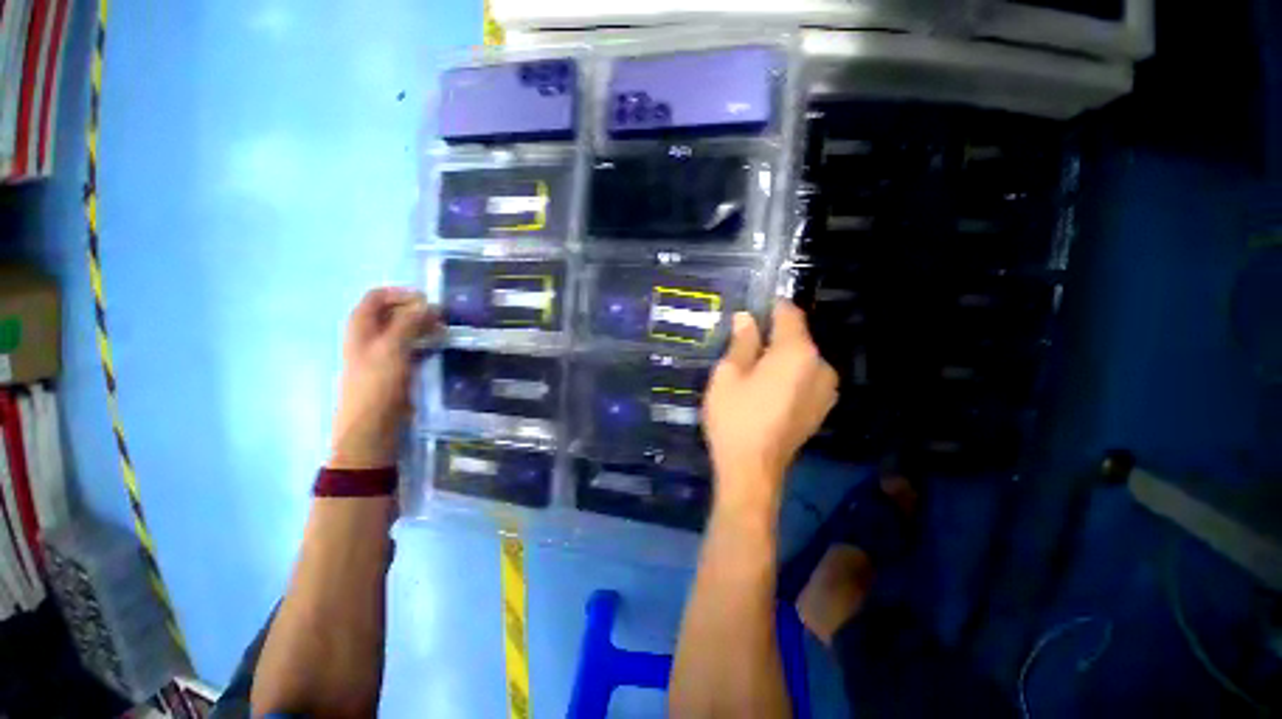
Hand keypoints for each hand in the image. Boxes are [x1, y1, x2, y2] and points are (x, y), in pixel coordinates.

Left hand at [329, 288, 438, 468]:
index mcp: (360, 327)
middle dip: (416, 310)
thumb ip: (409, 322)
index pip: (377, 297)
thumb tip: (428, 303)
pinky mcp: (395, 369)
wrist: (372, 426)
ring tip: (444, 331)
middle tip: (442, 317)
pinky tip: (439, 347)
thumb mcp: (392, 348)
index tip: (428, 300)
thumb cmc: (377, 384)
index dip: (401, 294)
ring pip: (403, 331)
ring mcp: (382, 353)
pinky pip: (411, 348)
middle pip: (392, 313)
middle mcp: (369, 336)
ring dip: (422, 327)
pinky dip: (424, 343)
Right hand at [702, 301, 838, 510]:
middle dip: (773, 334)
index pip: (789, 314)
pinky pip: (806, 377)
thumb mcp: (729, 374)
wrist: (752, 471)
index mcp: (797, 353)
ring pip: (802, 358)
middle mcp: (820, 366)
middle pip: (797, 337)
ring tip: (754, 366)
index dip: (770, 306)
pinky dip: (790, 373)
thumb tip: (746, 318)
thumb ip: (742, 341)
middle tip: (744, 341)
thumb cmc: (735, 417)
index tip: (752, 307)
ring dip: (781, 355)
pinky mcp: (821, 408)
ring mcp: (826, 389)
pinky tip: (768, 387)